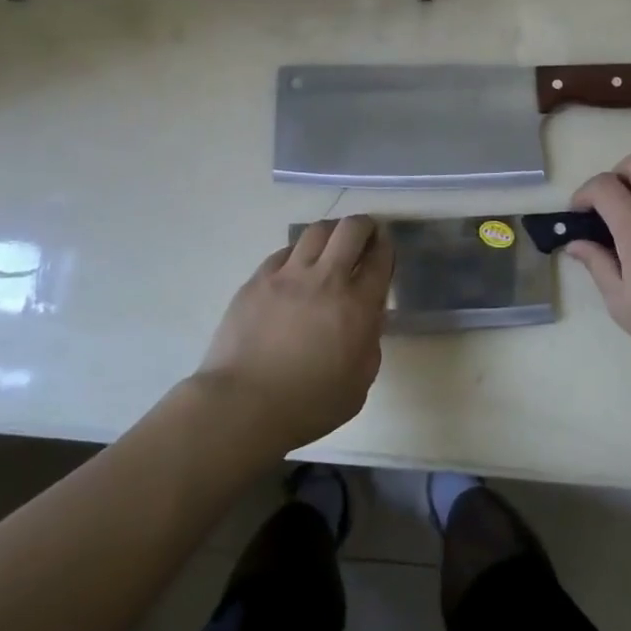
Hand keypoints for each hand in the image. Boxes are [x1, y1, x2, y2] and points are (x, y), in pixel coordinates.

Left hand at [194, 216, 393, 452]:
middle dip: (364, 225)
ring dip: (331, 232)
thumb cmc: (309, 405)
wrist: (243, 405)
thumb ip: (369, 342)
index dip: (386, 247)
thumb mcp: (359, 383)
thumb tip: (367, 317)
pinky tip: (297, 266)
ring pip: (316, 231)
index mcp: (357, 306)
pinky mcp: (258, 279)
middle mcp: (326, 279)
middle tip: (365, 234)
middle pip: (350, 230)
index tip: (385, 246)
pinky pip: (284, 252)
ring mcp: (288, 275)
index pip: (380, 259)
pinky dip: (298, 252)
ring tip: (332, 243)